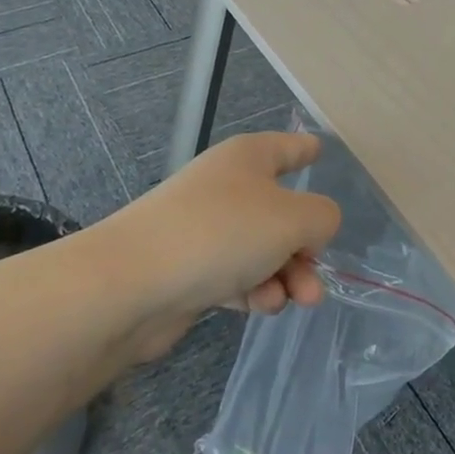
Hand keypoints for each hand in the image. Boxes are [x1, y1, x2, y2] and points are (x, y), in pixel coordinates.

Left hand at [119, 131, 342, 320]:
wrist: (133, 284)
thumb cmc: (222, 232)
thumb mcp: (293, 219)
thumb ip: (322, 217)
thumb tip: (315, 227)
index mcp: (250, 158)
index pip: (288, 146)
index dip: (307, 149)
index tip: (321, 150)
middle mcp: (227, 186)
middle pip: (281, 209)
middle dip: (305, 246)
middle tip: (316, 279)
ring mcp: (205, 227)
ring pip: (262, 248)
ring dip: (285, 275)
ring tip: (296, 301)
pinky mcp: (189, 268)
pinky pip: (236, 275)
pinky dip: (254, 290)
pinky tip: (261, 307)